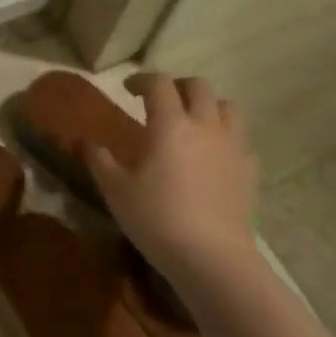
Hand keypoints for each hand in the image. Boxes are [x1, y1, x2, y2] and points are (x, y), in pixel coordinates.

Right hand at [86, 73, 260, 274]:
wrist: (212, 257)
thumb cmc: (156, 218)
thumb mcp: (116, 190)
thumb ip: (99, 160)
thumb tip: (85, 142)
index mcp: (170, 124)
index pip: (158, 84)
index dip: (141, 80)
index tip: (128, 89)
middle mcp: (205, 126)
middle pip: (199, 87)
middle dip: (178, 86)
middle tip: (161, 101)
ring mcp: (233, 147)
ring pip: (227, 107)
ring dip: (208, 107)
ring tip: (192, 123)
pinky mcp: (250, 170)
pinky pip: (241, 140)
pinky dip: (226, 138)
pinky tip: (213, 156)